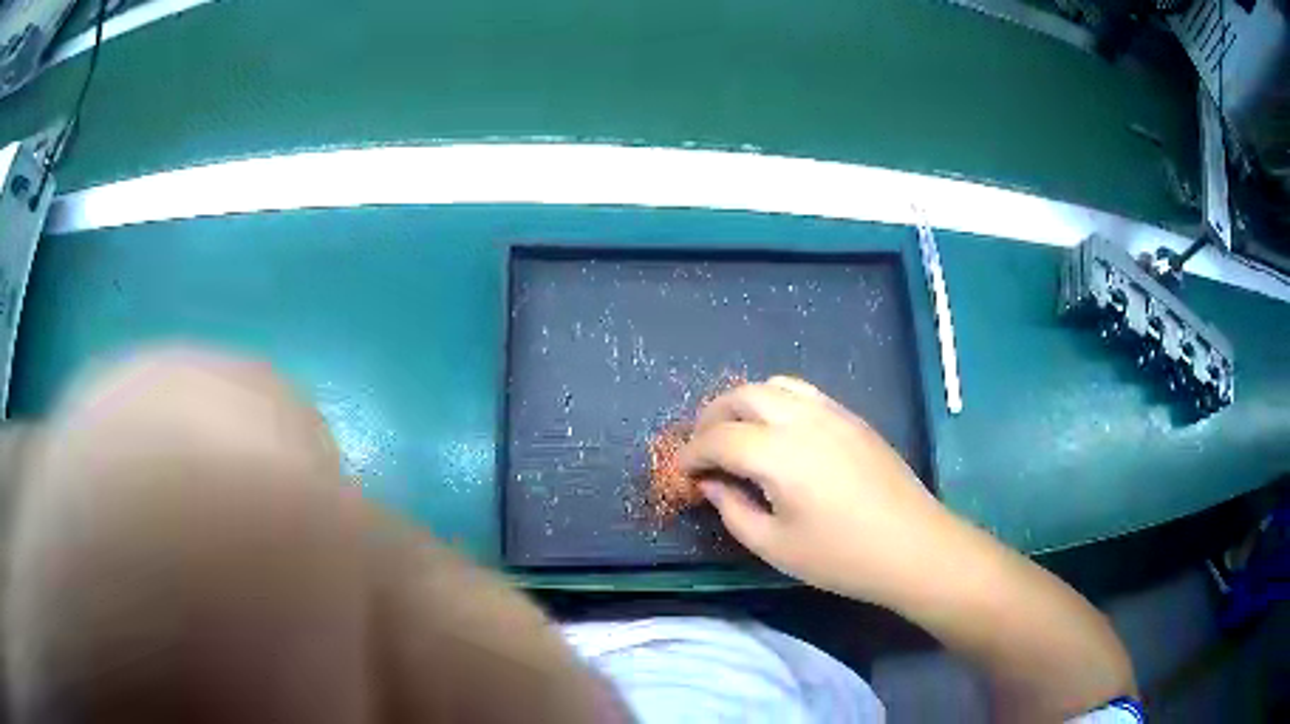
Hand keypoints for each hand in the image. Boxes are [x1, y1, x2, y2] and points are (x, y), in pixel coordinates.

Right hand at [681, 376, 952, 603]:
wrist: (913, 546)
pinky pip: (803, 393)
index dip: (691, 454)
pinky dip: (775, 402)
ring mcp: (832, 412)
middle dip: (712, 417)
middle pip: (743, 396)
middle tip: (701, 448)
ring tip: (735, 434)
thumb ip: (734, 510)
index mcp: (779, 454)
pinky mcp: (852, 418)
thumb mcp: (775, 546)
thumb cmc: (841, 557)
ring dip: (744, 403)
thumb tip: (713, 484)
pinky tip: (777, 434)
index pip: (719, 439)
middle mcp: (803, 419)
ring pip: (774, 385)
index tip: (680, 472)